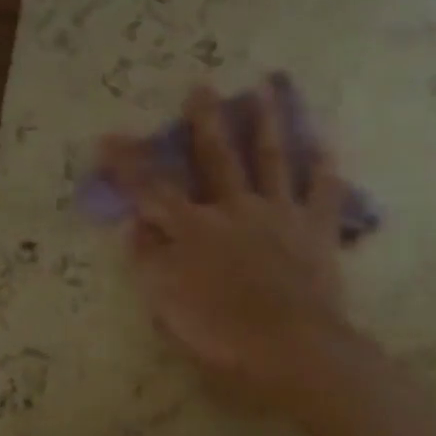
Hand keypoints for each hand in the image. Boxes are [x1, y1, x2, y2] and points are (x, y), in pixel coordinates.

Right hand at [100, 81, 349, 409]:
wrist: (292, 348)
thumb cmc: (224, 337)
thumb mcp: (169, 305)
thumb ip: (151, 261)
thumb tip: (139, 225)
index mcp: (194, 231)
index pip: (152, 190)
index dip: (128, 164)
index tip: (108, 137)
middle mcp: (236, 210)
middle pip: (217, 158)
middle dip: (205, 122)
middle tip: (202, 87)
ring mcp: (280, 215)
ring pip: (272, 160)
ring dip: (266, 125)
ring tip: (264, 91)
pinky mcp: (318, 231)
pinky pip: (324, 192)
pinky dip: (325, 169)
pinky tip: (326, 146)